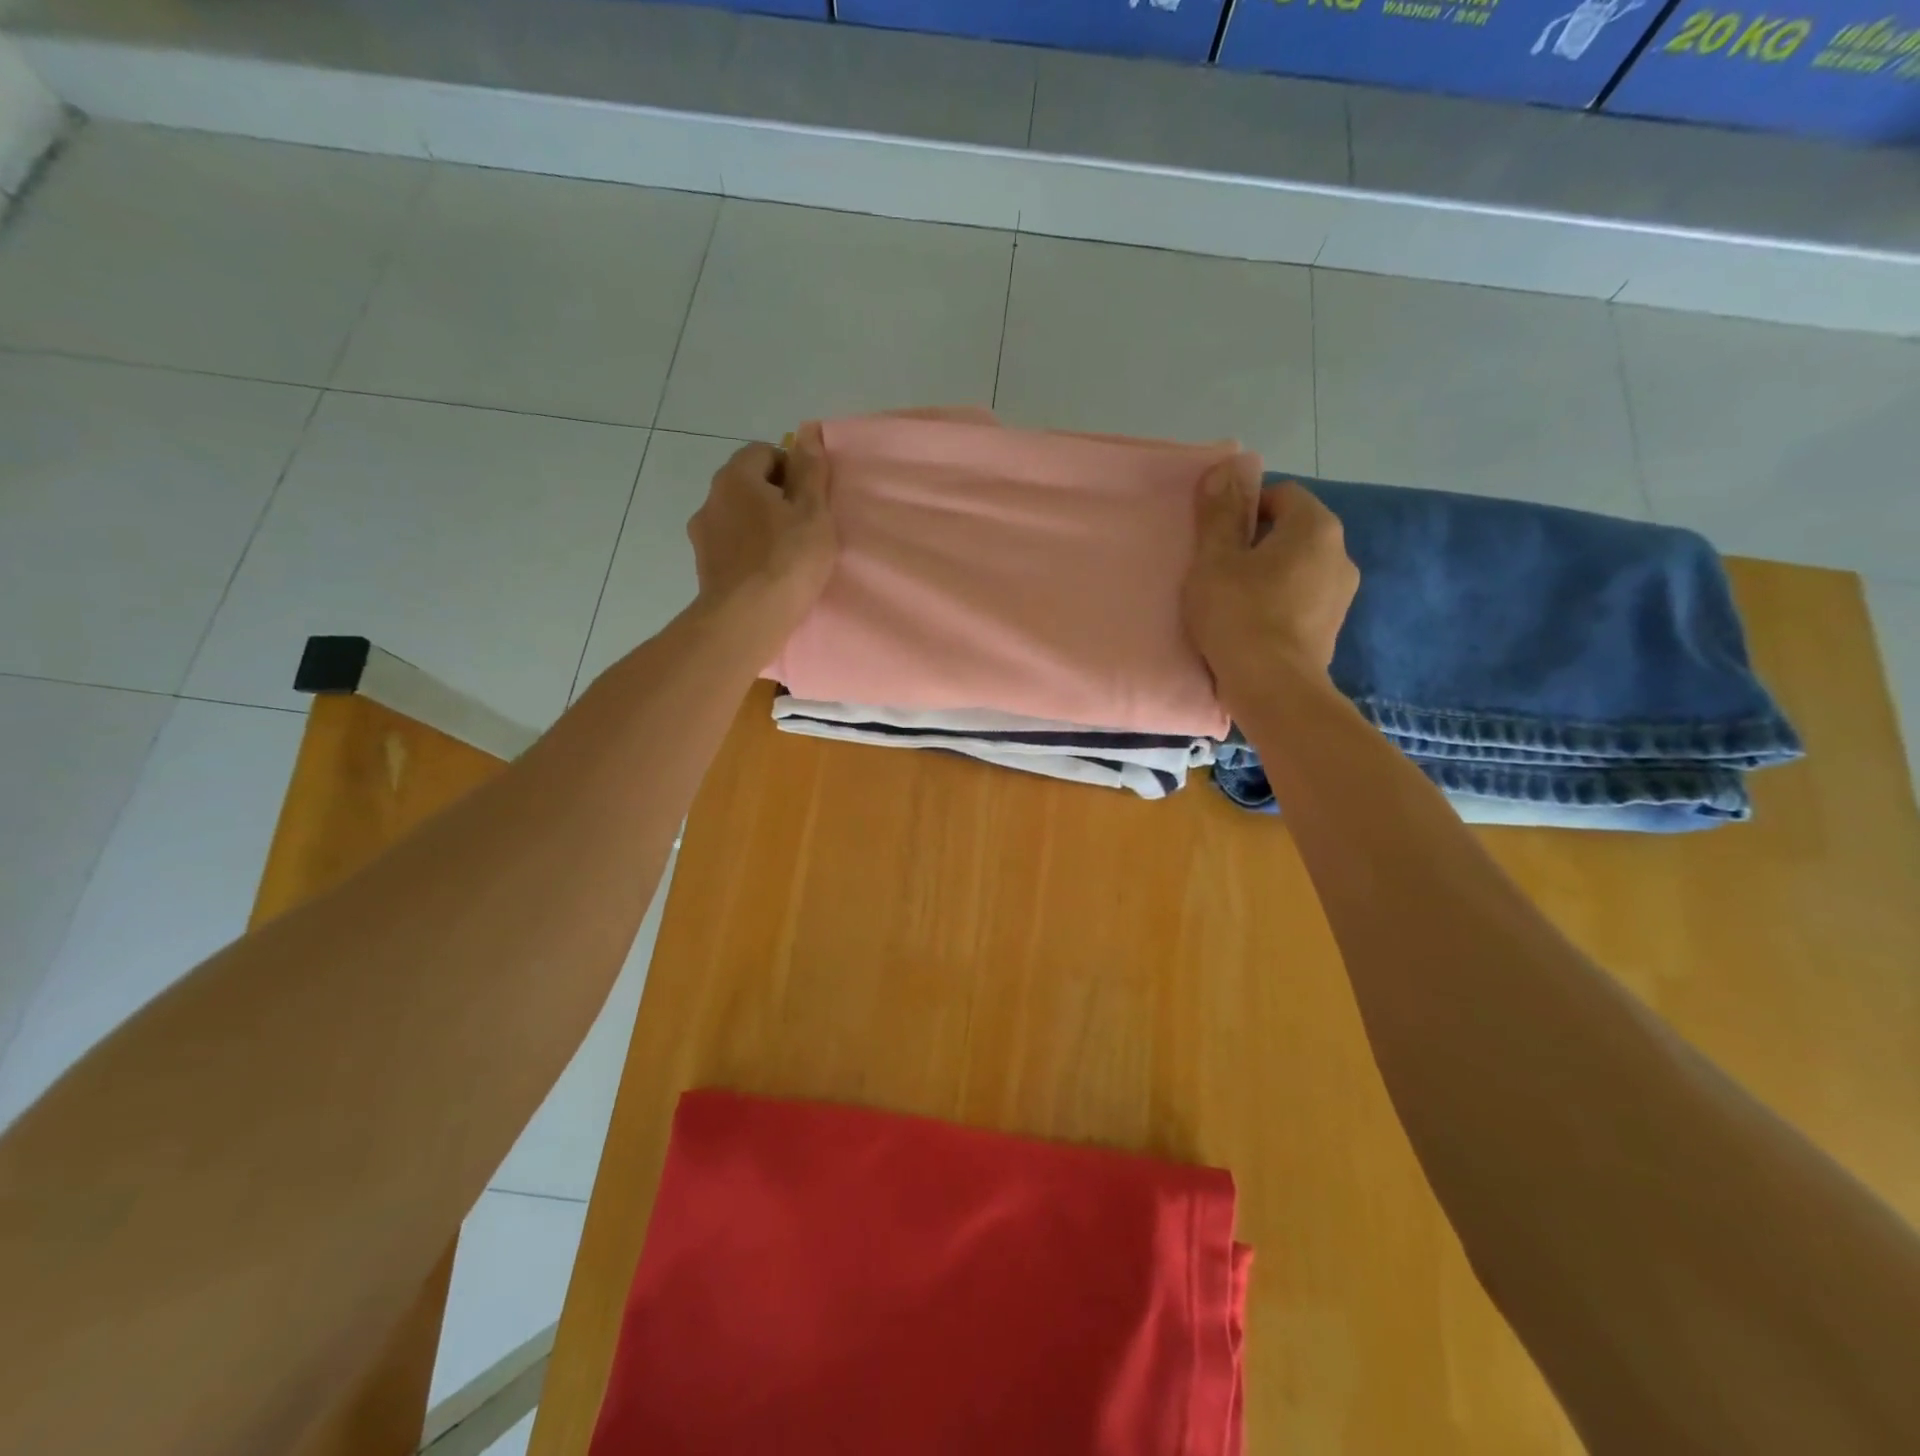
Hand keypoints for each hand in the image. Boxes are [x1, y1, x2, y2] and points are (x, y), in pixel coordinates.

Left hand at [687, 424, 836, 634]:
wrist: (747, 619)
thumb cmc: (787, 560)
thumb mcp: (813, 513)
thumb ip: (811, 472)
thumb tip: (807, 432)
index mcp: (736, 477)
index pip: (764, 452)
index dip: (791, 470)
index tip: (809, 501)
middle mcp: (711, 498)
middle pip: (747, 484)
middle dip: (774, 498)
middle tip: (803, 528)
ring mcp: (702, 534)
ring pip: (737, 517)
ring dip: (759, 526)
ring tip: (784, 555)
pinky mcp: (703, 565)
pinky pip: (730, 546)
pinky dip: (747, 552)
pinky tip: (766, 574)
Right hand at [1183, 455, 1357, 698]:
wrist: (1273, 688)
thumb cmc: (1239, 615)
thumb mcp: (1214, 560)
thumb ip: (1219, 512)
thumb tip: (1226, 467)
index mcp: (1315, 527)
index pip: (1281, 495)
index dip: (1244, 510)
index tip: (1217, 540)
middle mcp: (1340, 553)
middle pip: (1292, 532)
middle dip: (1257, 544)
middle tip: (1220, 571)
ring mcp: (1342, 593)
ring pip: (1298, 568)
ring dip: (1269, 575)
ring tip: (1235, 602)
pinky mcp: (1333, 627)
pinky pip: (1303, 599)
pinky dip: (1280, 603)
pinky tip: (1254, 626)